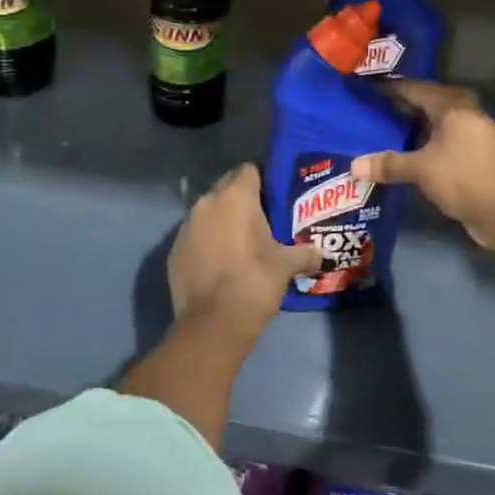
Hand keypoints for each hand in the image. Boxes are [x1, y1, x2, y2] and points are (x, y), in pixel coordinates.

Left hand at [167, 164, 318, 342]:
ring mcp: (186, 226)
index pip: (249, 170)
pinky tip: (220, 264)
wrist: (212, 324)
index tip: (274, 198)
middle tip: (262, 221)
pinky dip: (206, 243)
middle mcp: (207, 203)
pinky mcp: (173, 250)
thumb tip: (321, 254)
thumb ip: (305, 253)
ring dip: (222, 222)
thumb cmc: (254, 282)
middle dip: (242, 200)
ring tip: (241, 243)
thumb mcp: (286, 266)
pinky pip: (195, 236)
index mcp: (235, 197)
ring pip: (209, 212)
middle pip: (227, 188)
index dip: (263, 181)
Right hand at [352, 81, 494, 249]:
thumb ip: (389, 165)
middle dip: (402, 107)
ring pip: (437, 125)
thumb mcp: (422, 170)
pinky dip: (425, 146)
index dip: (390, 89)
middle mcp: (466, 115)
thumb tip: (353, 166)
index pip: (415, 89)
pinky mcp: (477, 158)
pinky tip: (408, 155)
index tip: (367, 89)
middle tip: (373, 110)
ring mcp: (474, 137)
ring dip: (414, 128)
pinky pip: (444, 143)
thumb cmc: (465, 178)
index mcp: (453, 107)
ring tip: (384, 132)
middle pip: (428, 104)